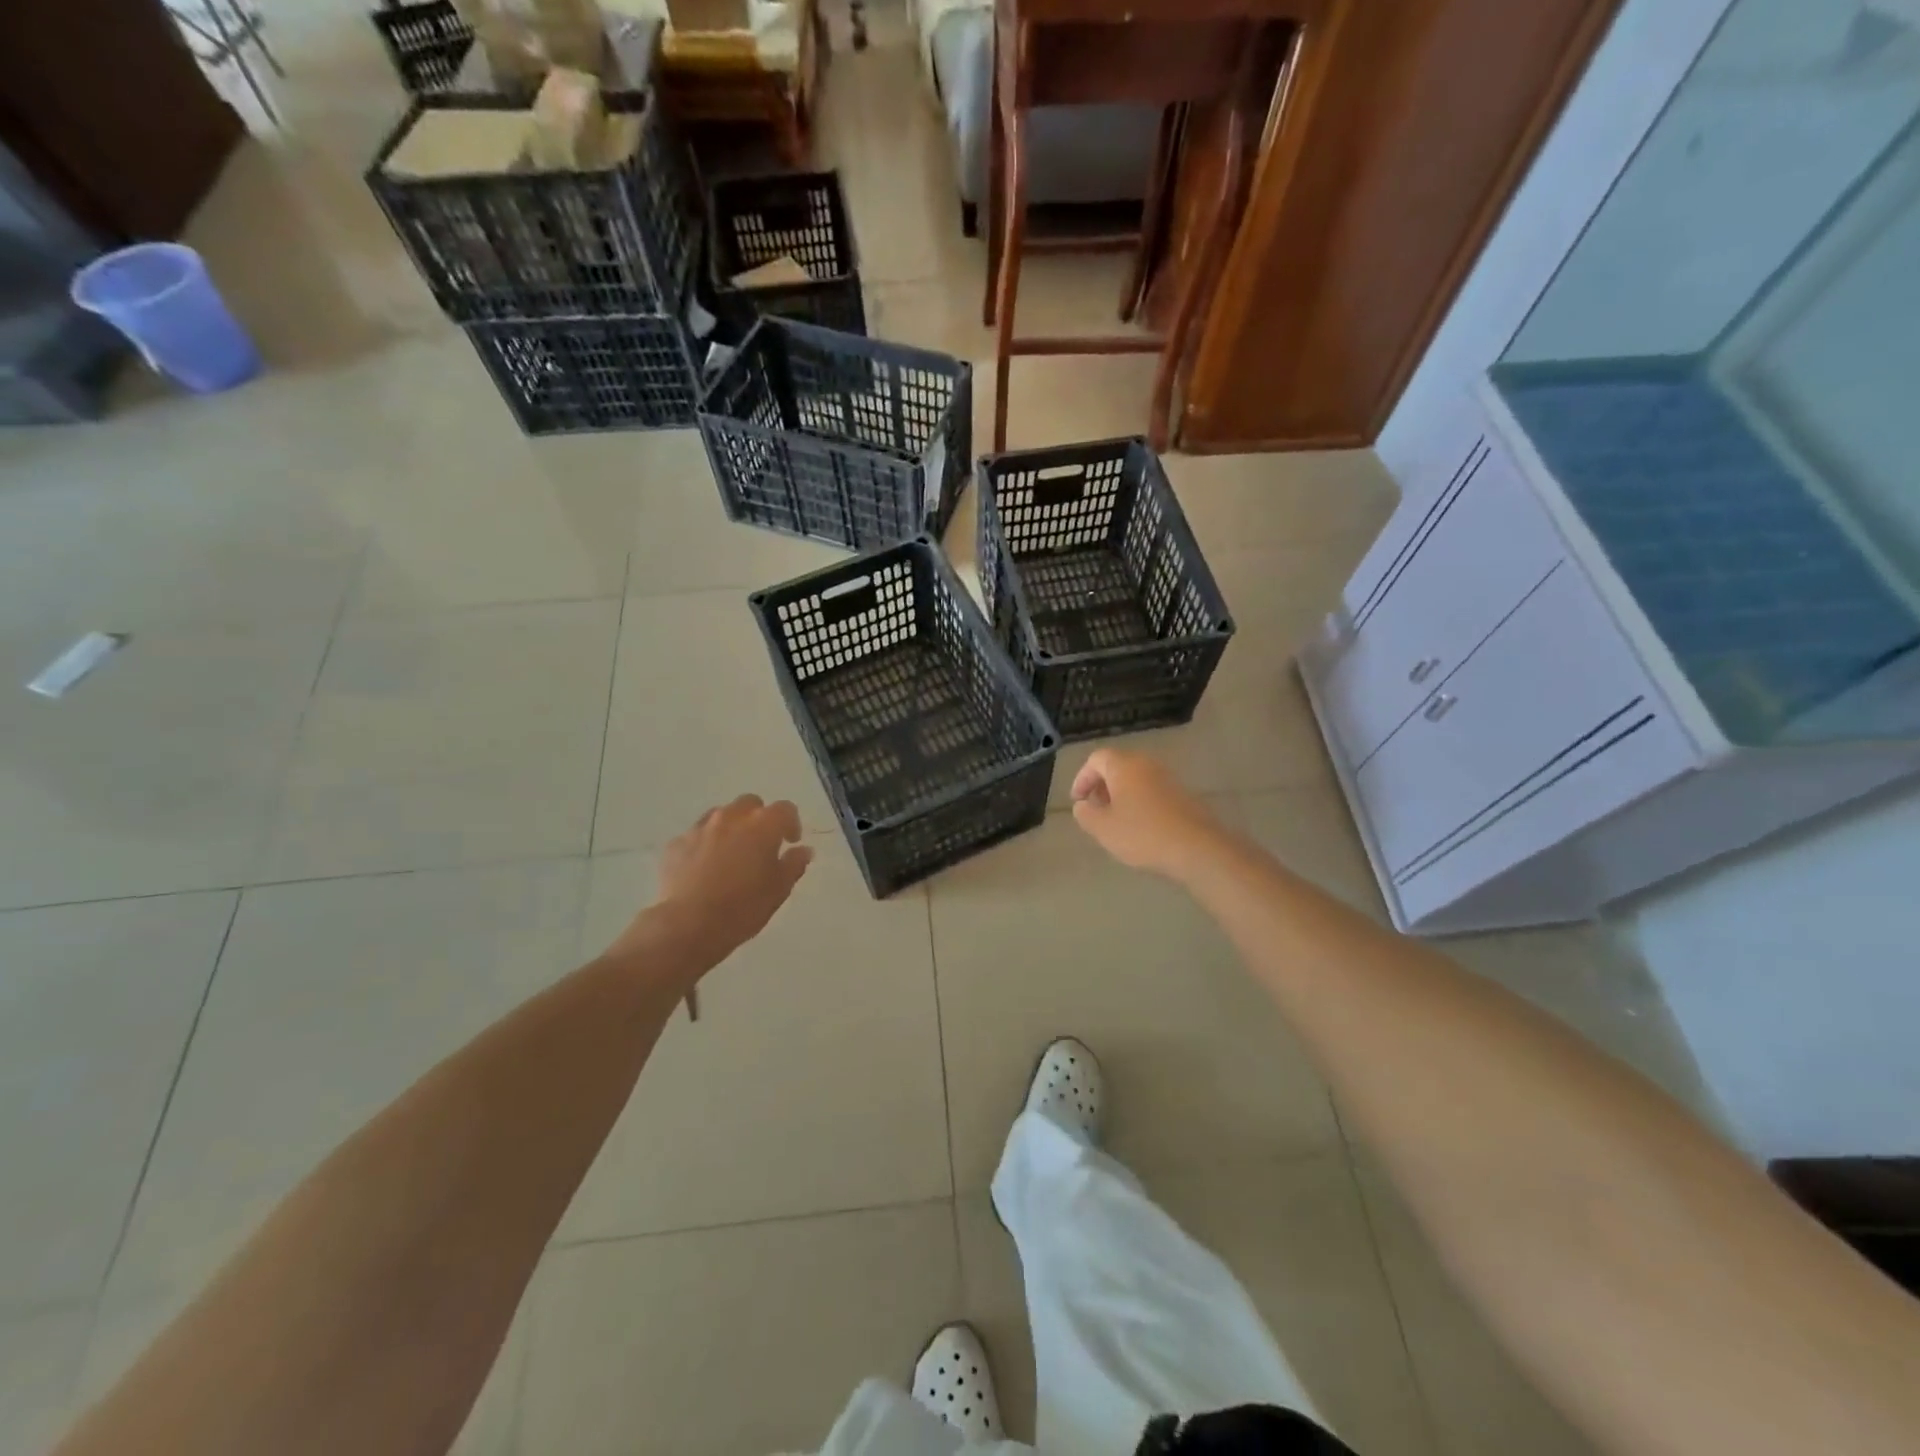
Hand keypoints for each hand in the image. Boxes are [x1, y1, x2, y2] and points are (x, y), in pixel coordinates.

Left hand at [607, 796, 813, 979]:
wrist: (688, 924)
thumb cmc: (743, 907)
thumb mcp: (779, 889)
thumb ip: (794, 864)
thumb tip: (803, 850)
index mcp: (763, 825)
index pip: (785, 809)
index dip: (791, 823)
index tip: (790, 842)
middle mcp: (731, 817)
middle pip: (750, 803)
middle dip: (758, 818)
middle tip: (760, 844)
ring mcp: (700, 828)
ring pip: (720, 815)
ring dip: (730, 827)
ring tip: (731, 854)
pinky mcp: (676, 844)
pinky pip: (696, 835)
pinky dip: (704, 844)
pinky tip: (703, 868)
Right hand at [1070, 750, 1226, 878]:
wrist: (1197, 848)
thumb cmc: (1142, 834)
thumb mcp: (1102, 828)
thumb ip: (1085, 813)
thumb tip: (1083, 805)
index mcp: (1124, 766)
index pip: (1096, 759)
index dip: (1082, 778)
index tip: (1078, 801)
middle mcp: (1147, 764)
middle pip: (1117, 766)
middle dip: (1101, 786)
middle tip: (1095, 810)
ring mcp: (1168, 777)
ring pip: (1136, 779)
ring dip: (1121, 795)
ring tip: (1116, 821)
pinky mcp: (1183, 794)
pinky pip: (1153, 791)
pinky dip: (1140, 802)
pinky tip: (1140, 827)